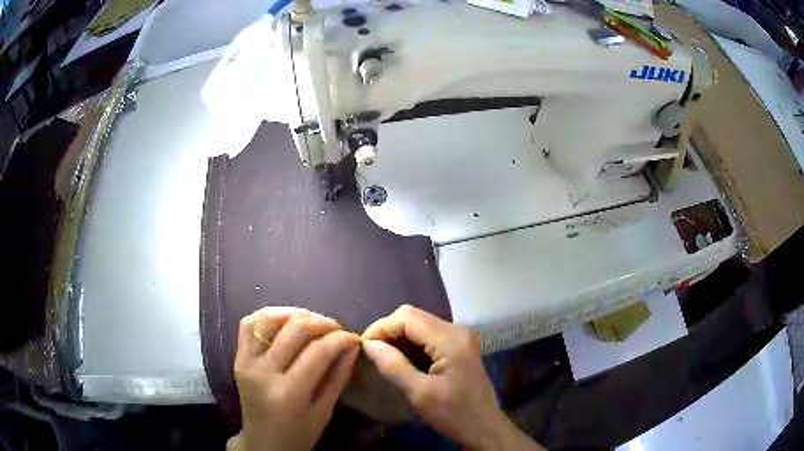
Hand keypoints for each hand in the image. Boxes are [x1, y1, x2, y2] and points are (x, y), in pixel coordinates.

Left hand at [230, 307, 359, 450]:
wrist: (262, 443)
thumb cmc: (298, 435)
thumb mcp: (324, 412)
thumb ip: (338, 377)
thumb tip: (352, 346)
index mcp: (288, 393)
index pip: (317, 352)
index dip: (340, 339)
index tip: (353, 337)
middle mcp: (263, 372)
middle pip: (294, 329)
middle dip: (322, 323)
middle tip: (337, 329)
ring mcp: (246, 362)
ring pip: (268, 318)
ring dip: (294, 314)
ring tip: (312, 322)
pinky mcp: (238, 358)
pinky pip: (249, 324)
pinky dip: (269, 316)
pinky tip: (286, 323)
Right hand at [361, 305, 543, 450]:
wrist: (484, 427)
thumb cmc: (454, 414)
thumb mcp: (420, 394)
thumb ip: (394, 366)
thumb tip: (369, 345)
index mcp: (451, 340)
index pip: (408, 318)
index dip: (381, 328)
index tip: (364, 347)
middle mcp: (457, 331)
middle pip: (414, 316)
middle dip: (388, 330)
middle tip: (372, 352)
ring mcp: (460, 337)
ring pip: (420, 323)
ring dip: (398, 336)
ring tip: (382, 356)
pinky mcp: (459, 346)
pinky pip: (429, 335)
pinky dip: (411, 343)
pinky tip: (401, 360)